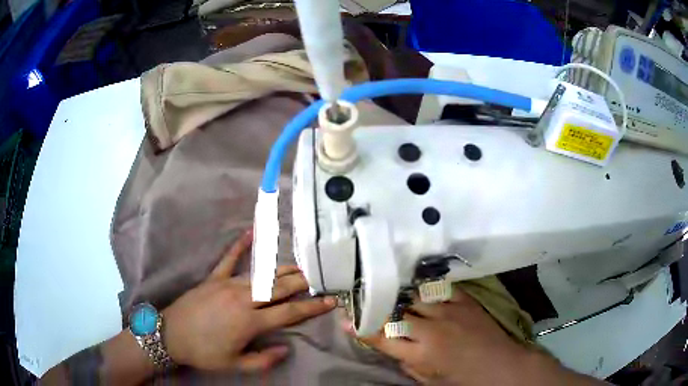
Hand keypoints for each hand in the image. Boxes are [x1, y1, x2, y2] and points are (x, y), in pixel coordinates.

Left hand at [163, 230, 335, 371]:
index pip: (289, 312)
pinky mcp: (214, 277)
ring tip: (299, 267)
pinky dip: (241, 245)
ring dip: (283, 270)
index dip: (313, 307)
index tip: (331, 301)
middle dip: (303, 283)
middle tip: (319, 278)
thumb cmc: (204, 352)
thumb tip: (286, 349)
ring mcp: (227, 284)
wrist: (170, 334)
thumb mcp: (235, 364)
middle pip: (280, 288)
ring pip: (262, 274)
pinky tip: (251, 232)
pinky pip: (229, 258)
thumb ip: (263, 360)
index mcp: (250, 321)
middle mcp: (243, 299)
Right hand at [345, 288, 599, 385]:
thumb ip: (403, 361)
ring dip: (400, 295)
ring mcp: (449, 310)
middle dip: (378, 305)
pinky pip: (437, 287)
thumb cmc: (461, 379)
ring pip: (413, 294)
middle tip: (366, 298)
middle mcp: (431, 328)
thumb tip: (387, 343)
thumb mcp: (426, 380)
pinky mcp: (464, 299)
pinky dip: (424, 288)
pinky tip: (416, 285)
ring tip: (390, 290)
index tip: (347, 316)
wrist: (499, 365)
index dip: (361, 326)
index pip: (381, 335)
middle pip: (394, 310)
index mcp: (419, 353)